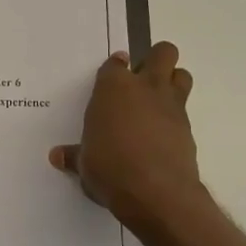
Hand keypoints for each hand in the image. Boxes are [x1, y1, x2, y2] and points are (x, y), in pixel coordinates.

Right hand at [50, 42, 204, 240]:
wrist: (155, 192)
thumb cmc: (109, 169)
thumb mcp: (84, 164)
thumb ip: (74, 155)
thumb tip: (58, 156)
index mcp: (113, 88)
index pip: (115, 64)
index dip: (114, 68)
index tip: (111, 77)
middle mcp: (145, 88)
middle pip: (162, 53)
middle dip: (155, 60)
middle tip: (140, 81)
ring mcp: (171, 106)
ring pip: (181, 75)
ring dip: (172, 81)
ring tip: (155, 102)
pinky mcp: (188, 128)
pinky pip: (184, 110)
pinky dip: (174, 117)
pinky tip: (161, 135)